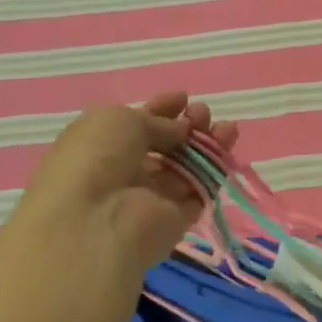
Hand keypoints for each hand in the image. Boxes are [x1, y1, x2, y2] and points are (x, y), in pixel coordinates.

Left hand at [11, 93, 237, 275]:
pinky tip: (227, 144)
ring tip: (225, 126)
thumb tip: (181, 130)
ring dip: (208, 141)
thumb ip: (157, 120)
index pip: (138, 124)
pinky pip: (202, 187)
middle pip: (167, 144)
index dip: (162, 109)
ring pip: (188, 164)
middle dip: (188, 124)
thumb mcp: (120, 120)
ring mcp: (153, 196)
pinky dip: (217, 166)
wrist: (94, 223)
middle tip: (202, 113)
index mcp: (103, 145)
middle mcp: (127, 170)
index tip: (183, 98)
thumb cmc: (96, 158)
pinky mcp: (177, 217)